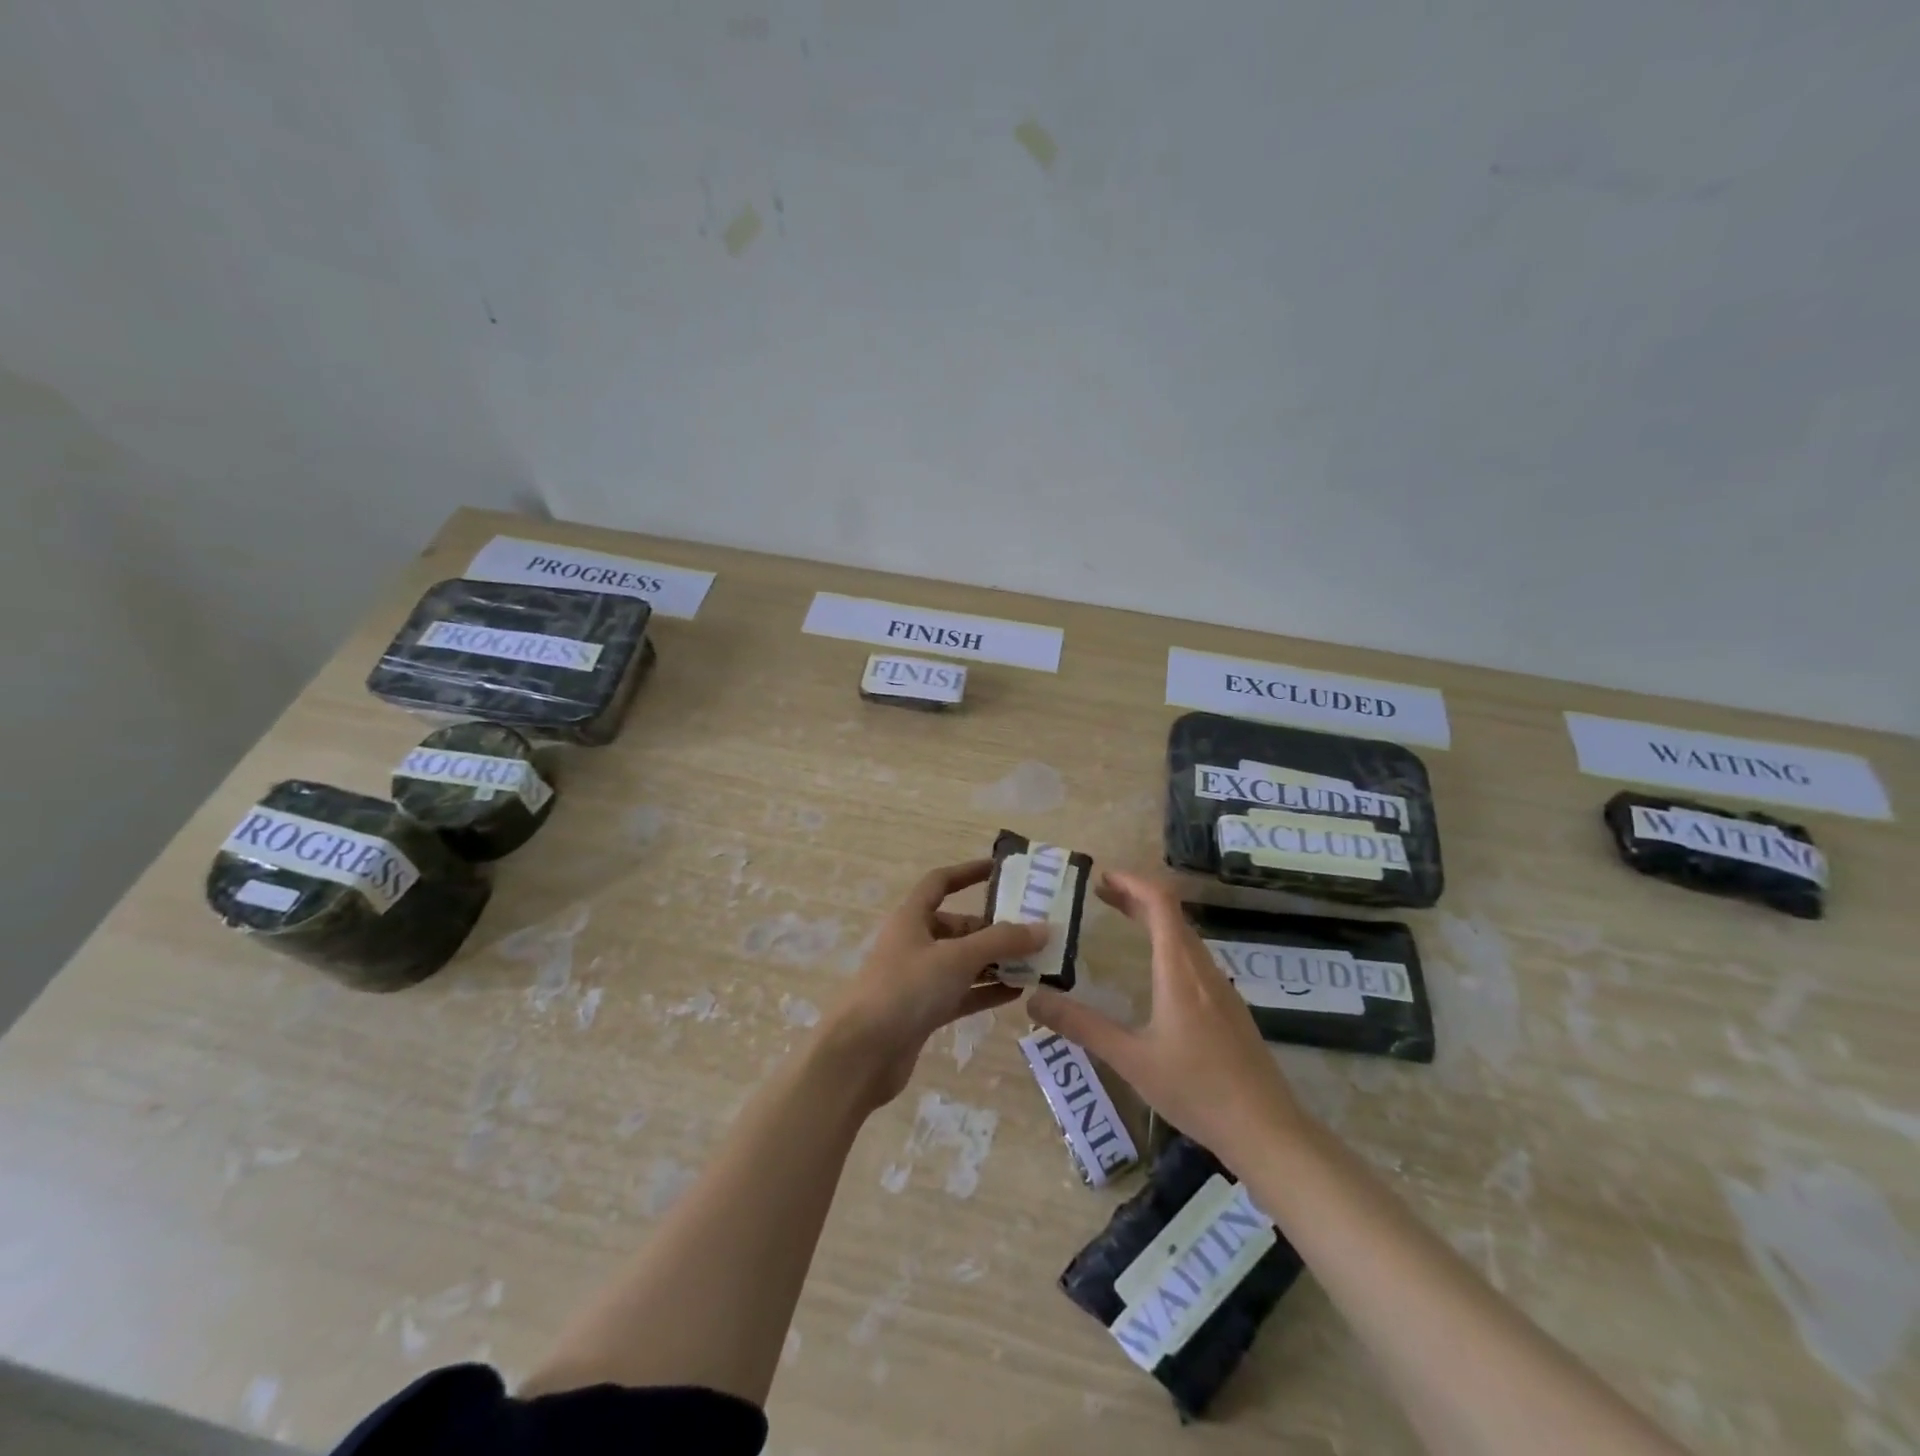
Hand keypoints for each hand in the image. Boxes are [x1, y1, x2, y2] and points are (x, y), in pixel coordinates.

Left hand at [822, 859, 1047, 1109]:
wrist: (861, 1054)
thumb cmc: (906, 989)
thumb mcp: (957, 958)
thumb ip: (1001, 942)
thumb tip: (1043, 929)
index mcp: (912, 918)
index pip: (940, 883)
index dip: (968, 872)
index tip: (1001, 869)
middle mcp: (915, 943)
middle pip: (959, 927)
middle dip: (994, 929)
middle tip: (1035, 932)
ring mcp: (919, 980)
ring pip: (964, 962)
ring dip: (996, 962)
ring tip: (1036, 963)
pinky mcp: (924, 1012)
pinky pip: (963, 993)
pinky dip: (987, 991)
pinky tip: (1018, 993)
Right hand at [1027, 870, 1302, 1170]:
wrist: (1266, 1130)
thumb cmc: (1196, 1089)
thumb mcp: (1130, 1059)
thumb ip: (1081, 1026)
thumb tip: (1033, 1001)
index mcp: (1179, 970)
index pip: (1160, 902)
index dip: (1131, 882)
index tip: (1100, 878)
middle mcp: (1203, 968)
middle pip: (1171, 914)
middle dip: (1135, 897)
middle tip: (1099, 895)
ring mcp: (1221, 988)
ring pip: (1185, 936)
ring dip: (1153, 919)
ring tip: (1121, 922)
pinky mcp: (1229, 1008)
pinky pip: (1194, 958)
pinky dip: (1168, 943)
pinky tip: (1154, 971)